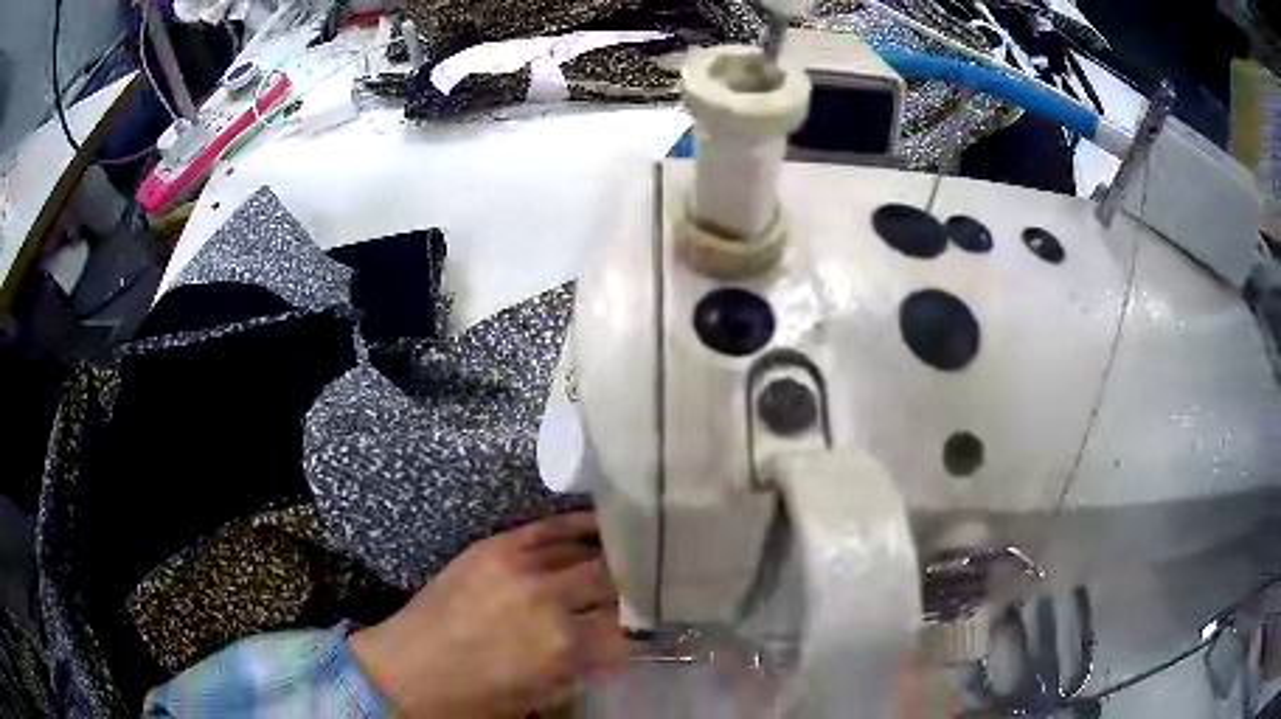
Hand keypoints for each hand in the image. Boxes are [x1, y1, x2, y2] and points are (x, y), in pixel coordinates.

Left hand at [348, 512, 628, 717]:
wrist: (405, 670)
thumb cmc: (474, 697)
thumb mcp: (540, 696)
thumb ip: (586, 669)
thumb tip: (618, 648)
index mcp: (562, 647)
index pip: (626, 629)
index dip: (637, 631)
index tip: (641, 630)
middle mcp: (548, 600)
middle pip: (612, 583)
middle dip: (626, 593)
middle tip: (631, 597)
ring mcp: (519, 566)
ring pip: (586, 551)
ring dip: (608, 559)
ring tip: (625, 559)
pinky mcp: (494, 546)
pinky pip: (548, 527)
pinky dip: (578, 526)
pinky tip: (598, 526)